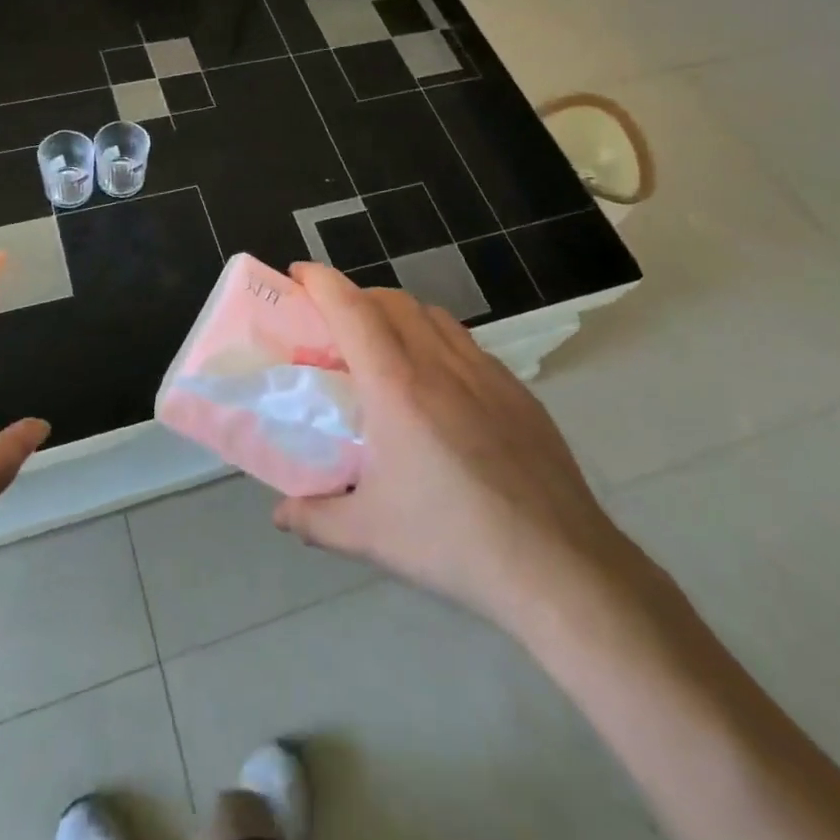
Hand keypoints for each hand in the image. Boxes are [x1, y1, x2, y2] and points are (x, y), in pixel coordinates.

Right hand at [274, 265, 647, 645]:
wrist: (559, 566)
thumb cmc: (452, 541)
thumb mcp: (369, 534)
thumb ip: (314, 518)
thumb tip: (280, 514)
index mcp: (395, 385)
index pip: (351, 308)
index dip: (320, 280)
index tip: (298, 273)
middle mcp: (439, 364)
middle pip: (391, 300)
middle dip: (356, 297)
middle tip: (334, 325)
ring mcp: (485, 373)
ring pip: (432, 315)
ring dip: (399, 314)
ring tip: (385, 349)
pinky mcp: (518, 391)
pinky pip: (467, 344)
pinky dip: (439, 342)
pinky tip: (441, 387)